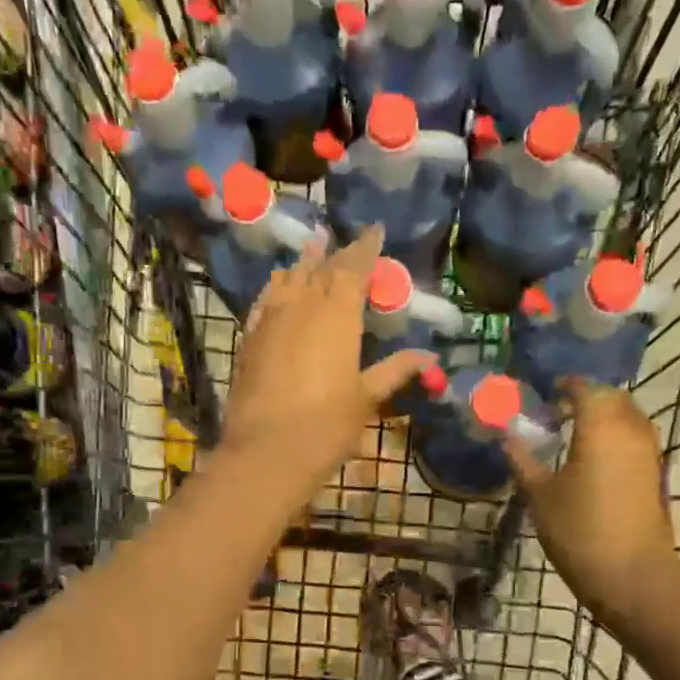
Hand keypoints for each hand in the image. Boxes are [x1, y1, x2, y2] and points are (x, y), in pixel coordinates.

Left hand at [221, 226, 426, 500]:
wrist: (268, 451)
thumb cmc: (328, 424)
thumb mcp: (368, 397)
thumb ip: (395, 370)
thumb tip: (429, 357)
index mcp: (338, 314)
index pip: (354, 268)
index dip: (366, 247)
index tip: (375, 229)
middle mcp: (302, 305)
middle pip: (321, 268)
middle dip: (337, 252)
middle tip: (347, 240)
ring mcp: (271, 319)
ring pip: (289, 278)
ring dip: (304, 262)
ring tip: (312, 245)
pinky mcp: (250, 338)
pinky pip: (264, 300)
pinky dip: (275, 287)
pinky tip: (278, 286)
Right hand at [506, 379, 679, 631]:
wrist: (632, 576)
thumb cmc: (579, 531)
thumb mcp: (540, 495)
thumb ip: (523, 459)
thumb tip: (507, 435)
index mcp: (600, 425)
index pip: (585, 388)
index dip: (565, 385)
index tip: (545, 392)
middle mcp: (630, 429)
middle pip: (611, 397)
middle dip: (586, 397)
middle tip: (557, 411)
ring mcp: (648, 452)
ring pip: (627, 416)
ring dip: (603, 415)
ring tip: (573, 432)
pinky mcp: (655, 473)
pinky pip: (634, 437)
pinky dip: (615, 435)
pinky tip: (592, 456)